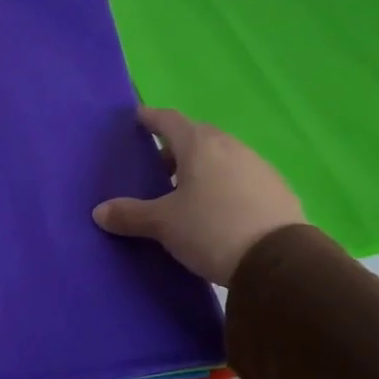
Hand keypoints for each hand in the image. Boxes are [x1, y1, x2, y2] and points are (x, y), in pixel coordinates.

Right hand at [93, 107, 304, 284]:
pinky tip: (219, 208)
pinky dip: (224, 184)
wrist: (278, 261)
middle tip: (158, 165)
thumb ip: (130, 214)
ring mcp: (258, 166)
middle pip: (198, 136)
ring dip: (203, 166)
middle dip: (176, 146)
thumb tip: (99, 212)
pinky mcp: (277, 189)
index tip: (138, 118)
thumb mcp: (163, 224)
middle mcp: (230, 147)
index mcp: (199, 146)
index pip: (169, 120)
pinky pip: (242, 177)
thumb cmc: (211, 229)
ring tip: (187, 191)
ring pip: (222, 156)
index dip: (151, 118)